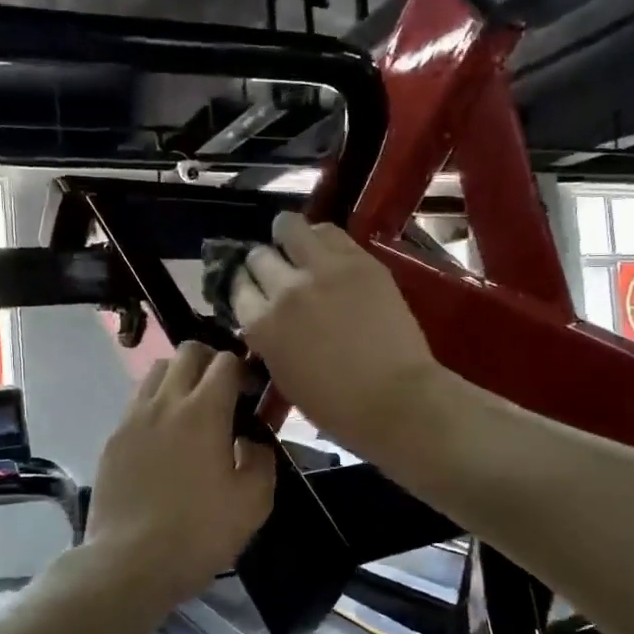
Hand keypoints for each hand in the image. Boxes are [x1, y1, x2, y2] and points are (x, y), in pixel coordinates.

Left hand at [85, 343, 275, 605]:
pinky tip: (164, 438)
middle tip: (224, 394)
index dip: (245, 370)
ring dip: (179, 378)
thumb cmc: (199, 532)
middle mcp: (165, 402)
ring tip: (191, 410)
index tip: (253, 393)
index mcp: (204, 411)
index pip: (226, 361)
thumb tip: (252, 440)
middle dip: (210, 362)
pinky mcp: (113, 438)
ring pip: (157, 371)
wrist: (129, 562)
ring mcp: (133, 417)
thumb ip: (262, 459)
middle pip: (187, 352)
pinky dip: (156, 404)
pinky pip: (137, 402)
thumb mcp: (254, 502)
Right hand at [228, 214, 442, 456]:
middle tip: (277, 271)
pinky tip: (325, 247)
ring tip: (296, 243)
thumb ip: (268, 339)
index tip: (253, 289)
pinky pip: (329, 232)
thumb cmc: (336, 405)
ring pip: (289, 228)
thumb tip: (266, 317)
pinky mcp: (358, 260)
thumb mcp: (283, 376)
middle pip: (259, 256)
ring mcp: (322, 270)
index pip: (237, 287)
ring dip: (287, 235)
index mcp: (262, 325)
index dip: (244, 286)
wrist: (396, 398)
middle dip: (264, 263)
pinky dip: (320, 236)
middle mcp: (284, 290)